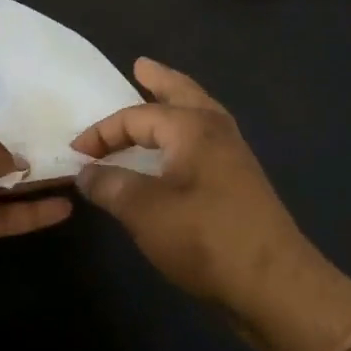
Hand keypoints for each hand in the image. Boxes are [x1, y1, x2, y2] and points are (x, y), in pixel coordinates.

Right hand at [71, 59, 332, 322]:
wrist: (275, 285)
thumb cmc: (205, 238)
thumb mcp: (144, 211)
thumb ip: (110, 186)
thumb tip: (85, 173)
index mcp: (192, 128)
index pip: (136, 117)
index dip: (102, 132)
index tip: (75, 153)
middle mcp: (217, 131)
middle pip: (184, 94)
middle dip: (160, 80)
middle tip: (141, 66)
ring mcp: (234, 157)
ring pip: (201, 115)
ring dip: (177, 103)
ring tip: (161, 96)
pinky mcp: (242, 183)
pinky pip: (207, 140)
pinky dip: (187, 133)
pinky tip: (179, 151)